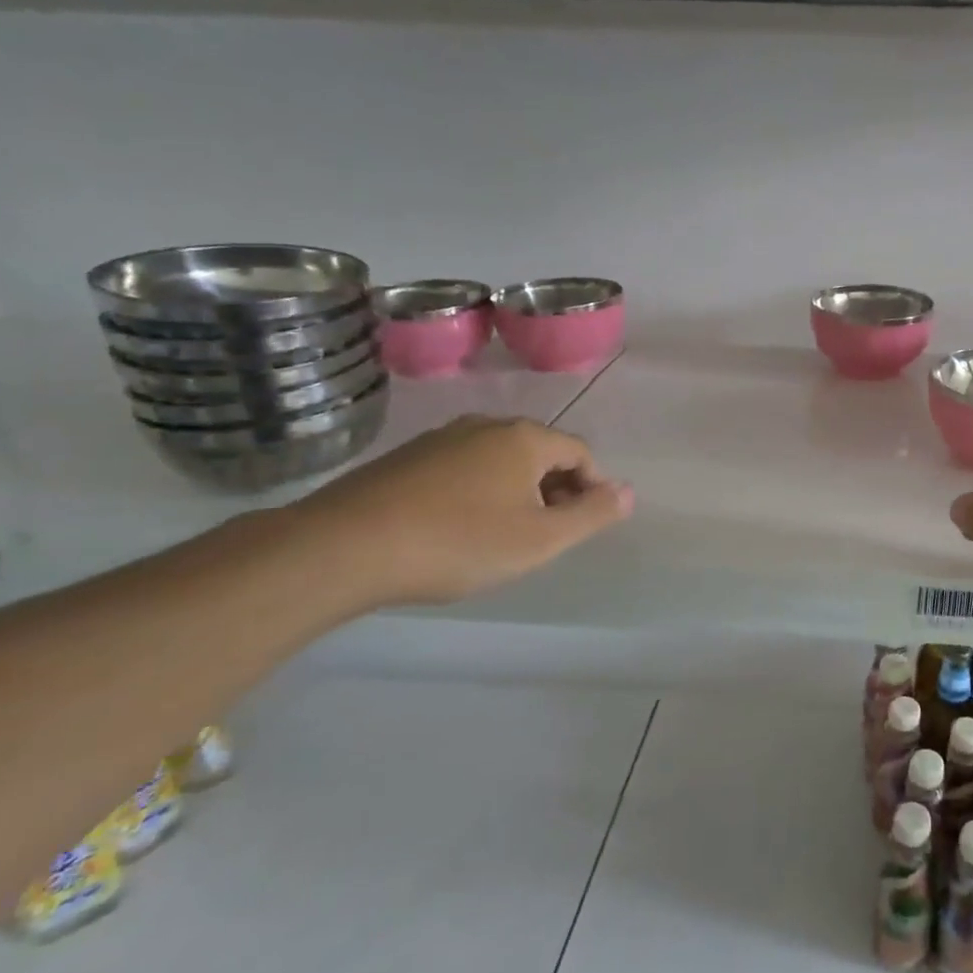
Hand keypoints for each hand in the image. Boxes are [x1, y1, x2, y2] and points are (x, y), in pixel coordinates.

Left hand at [288, 415, 633, 606]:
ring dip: (515, 492)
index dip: (592, 489)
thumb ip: (592, 514)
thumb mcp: (541, 539)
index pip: (579, 453)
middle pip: (540, 453)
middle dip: (554, 490)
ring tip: (503, 536)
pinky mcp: (405, 458)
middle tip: (545, 536)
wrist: (343, 547)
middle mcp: (487, 426)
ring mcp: (441, 439)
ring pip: (499, 461)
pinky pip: (462, 469)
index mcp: (525, 438)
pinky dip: (476, 493)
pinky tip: (457, 529)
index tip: (582, 526)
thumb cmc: (459, 542)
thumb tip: (629, 492)